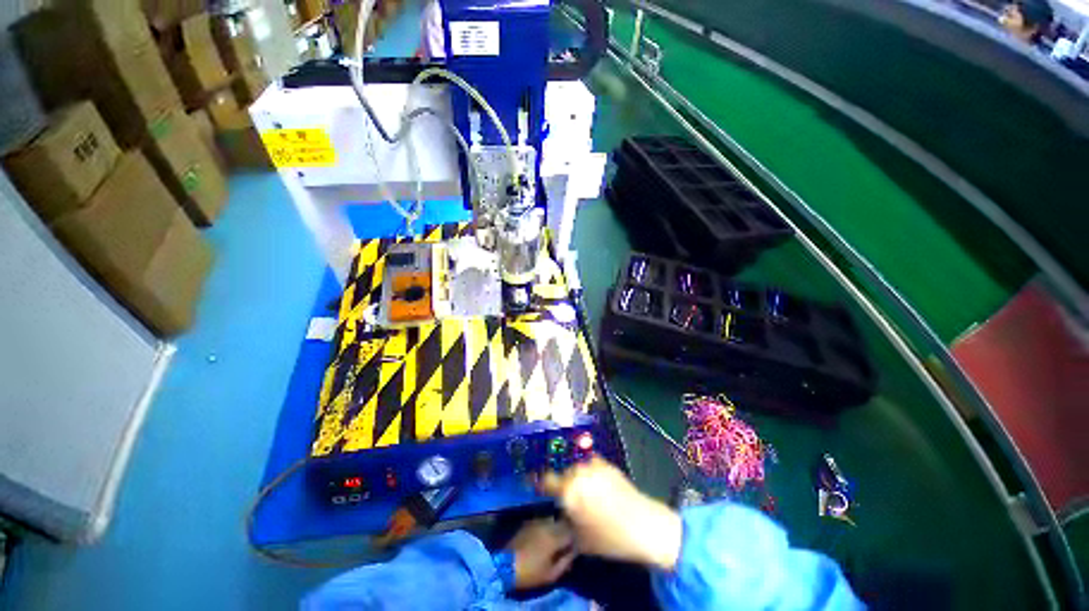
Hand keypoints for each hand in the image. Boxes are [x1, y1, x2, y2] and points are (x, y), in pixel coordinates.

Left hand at [507, 518, 576, 589]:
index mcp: (556, 536)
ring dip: (558, 524)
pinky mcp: (529, 521)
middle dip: (568, 528)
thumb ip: (566, 561)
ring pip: (554, 518)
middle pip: (563, 521)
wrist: (506, 564)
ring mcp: (537, 520)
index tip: (577, 544)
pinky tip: (546, 532)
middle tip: (568, 538)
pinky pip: (544, 518)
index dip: (576, 537)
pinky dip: (548, 524)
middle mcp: (548, 523)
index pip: (572, 531)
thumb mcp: (551, 574)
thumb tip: (574, 552)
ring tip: (558, 535)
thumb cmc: (530, 572)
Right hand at [540, 457, 682, 570]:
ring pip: (575, 464)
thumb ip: (564, 521)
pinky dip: (586, 468)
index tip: (531, 481)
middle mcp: (578, 472)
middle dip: (557, 477)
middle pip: (561, 470)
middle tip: (557, 487)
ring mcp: (593, 465)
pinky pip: (589, 461)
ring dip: (572, 472)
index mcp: (568, 490)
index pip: (545, 480)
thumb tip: (559, 512)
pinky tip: (590, 478)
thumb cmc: (608, 538)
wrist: (643, 525)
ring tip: (575, 482)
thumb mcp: (579, 539)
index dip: (537, 481)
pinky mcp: (606, 463)